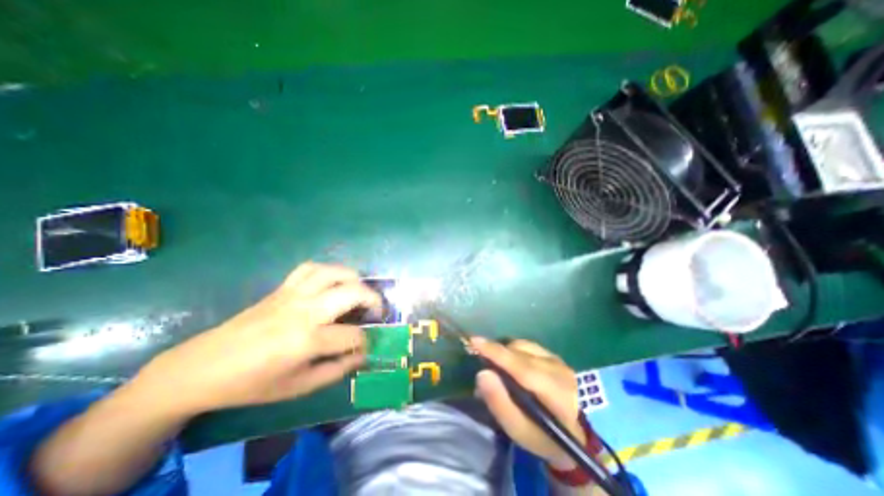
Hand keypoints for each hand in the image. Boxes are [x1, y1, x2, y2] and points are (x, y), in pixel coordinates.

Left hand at [135, 263, 379, 413]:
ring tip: (360, 291)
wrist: (203, 367)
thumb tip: (363, 355)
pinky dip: (328, 271)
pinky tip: (332, 282)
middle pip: (353, 292)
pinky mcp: (283, 288)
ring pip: (335, 272)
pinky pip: (311, 268)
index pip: (353, 335)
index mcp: (307, 340)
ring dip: (355, 279)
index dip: (365, 342)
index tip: (366, 347)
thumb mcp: (298, 387)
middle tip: (377, 311)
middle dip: (374, 300)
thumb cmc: (252, 383)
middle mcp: (305, 310)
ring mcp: (293, 294)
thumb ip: (337, 370)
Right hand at [470, 338, 584, 469]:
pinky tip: (511, 363)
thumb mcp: (518, 430)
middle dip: (496, 353)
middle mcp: (560, 371)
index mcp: (557, 396)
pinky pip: (527, 345)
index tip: (475, 342)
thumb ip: (499, 403)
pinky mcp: (554, 355)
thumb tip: (482, 374)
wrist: (572, 433)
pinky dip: (513, 351)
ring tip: (497, 367)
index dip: (497, 354)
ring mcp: (558, 360)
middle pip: (520, 354)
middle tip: (480, 362)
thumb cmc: (541, 436)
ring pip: (522, 346)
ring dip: (505, 352)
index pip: (523, 368)